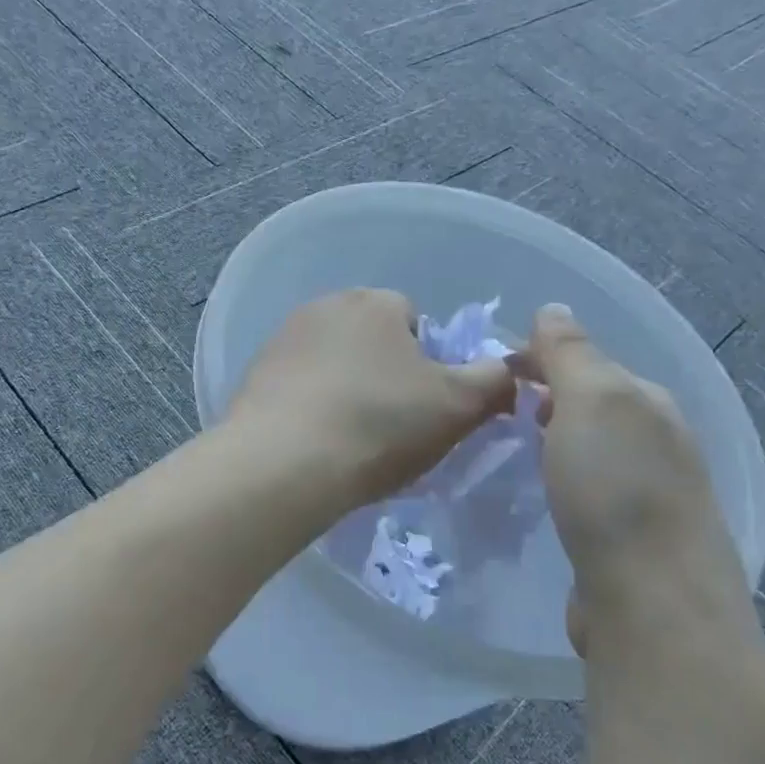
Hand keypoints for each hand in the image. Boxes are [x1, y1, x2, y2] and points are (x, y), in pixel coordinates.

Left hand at [225, 289, 516, 516]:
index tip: (424, 407)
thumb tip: (509, 370)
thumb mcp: (458, 406)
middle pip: (372, 340)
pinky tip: (313, 441)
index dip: (428, 365)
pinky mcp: (255, 372)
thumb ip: (493, 382)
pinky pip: (298, 385)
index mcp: (375, 301)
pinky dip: (310, 405)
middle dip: (385, 374)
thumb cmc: (380, 425)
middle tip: (391, 426)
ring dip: (345, 388)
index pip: (416, 322)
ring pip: (333, 362)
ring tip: (349, 439)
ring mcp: (284, 337)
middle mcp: (325, 305)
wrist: (283, 462)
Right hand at [511, 305, 744, 656]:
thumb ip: (572, 353)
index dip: (537, 359)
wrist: (652, 604)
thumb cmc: (616, 489)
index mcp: (649, 403)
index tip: (489, 375)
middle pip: (590, 406)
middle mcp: (658, 443)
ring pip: (590, 450)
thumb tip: (553, 308)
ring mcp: (649, 495)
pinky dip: (560, 482)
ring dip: (551, 442)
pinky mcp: (630, 540)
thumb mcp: (592, 401)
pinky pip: (588, 492)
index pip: (587, 361)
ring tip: (508, 449)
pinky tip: (540, 496)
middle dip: (543, 400)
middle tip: (490, 412)